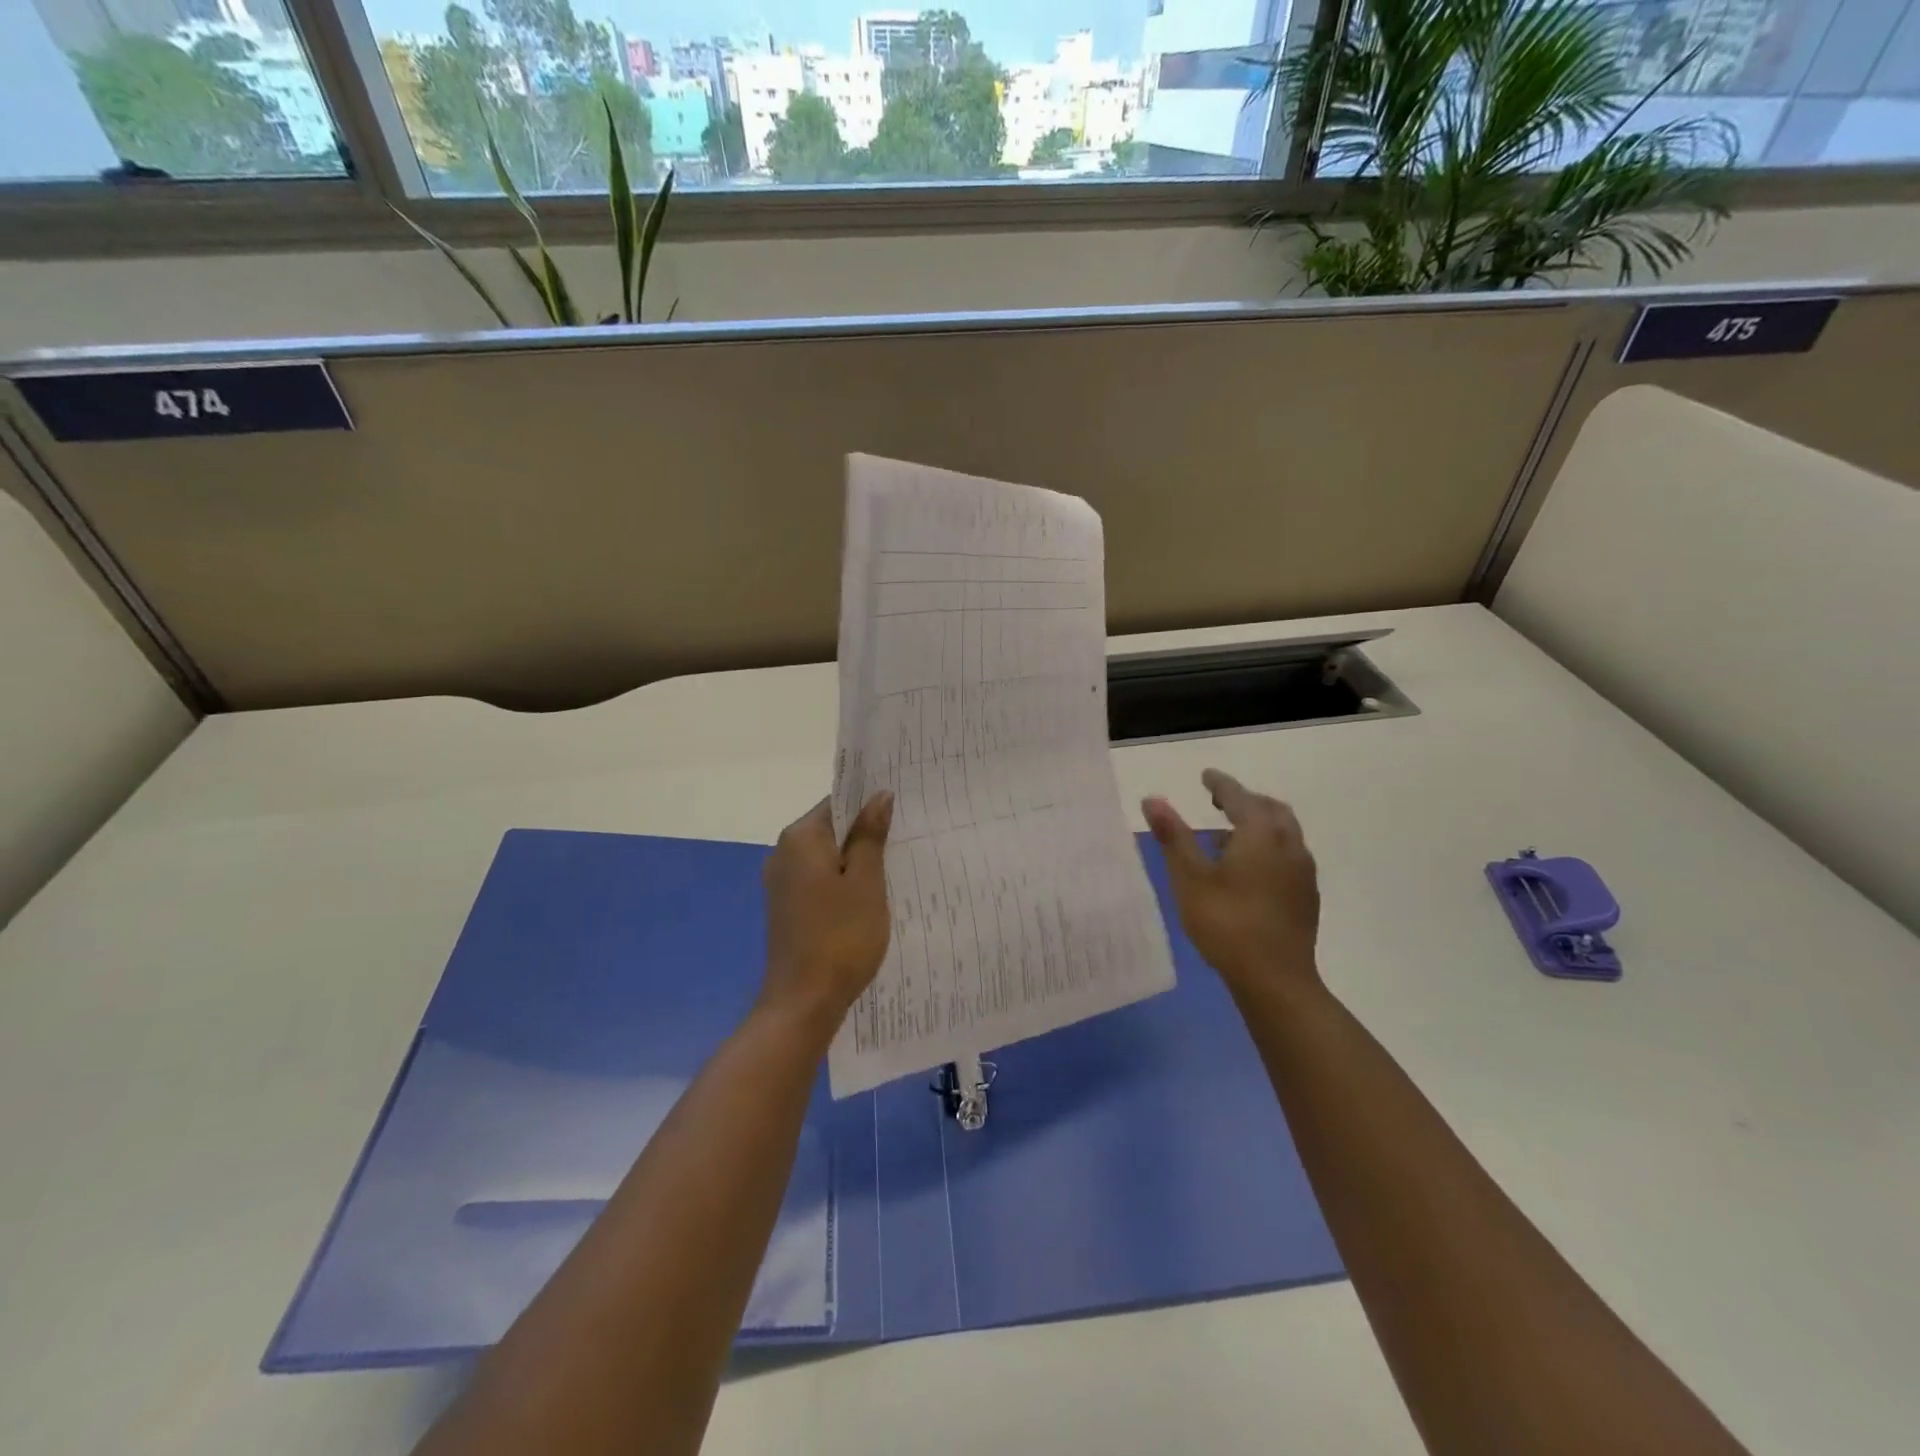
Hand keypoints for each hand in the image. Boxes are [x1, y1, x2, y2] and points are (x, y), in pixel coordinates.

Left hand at [759, 793, 893, 1038]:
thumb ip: (870, 835)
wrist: (803, 1001)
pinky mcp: (786, 908)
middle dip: (865, 834)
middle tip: (906, 838)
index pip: (837, 802)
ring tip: (895, 867)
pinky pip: (819, 881)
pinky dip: (842, 883)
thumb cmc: (841, 935)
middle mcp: (783, 853)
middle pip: (830, 829)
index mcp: (800, 838)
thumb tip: (878, 795)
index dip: (869, 804)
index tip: (902, 810)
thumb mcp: (866, 881)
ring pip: (826, 857)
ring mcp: (781, 883)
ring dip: (856, 861)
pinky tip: (868, 897)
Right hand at [1142, 769, 1320, 999]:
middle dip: (1246, 801)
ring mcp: (1303, 872)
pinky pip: (1288, 856)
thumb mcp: (1190, 878)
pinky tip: (1250, 871)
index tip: (1206, 776)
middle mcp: (1288, 845)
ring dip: (1259, 825)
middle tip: (1220, 802)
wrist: (1276, 979)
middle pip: (1270, 810)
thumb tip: (1153, 799)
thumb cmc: (1226, 923)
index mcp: (1260, 834)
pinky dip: (1269, 848)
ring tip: (1229, 838)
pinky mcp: (1306, 897)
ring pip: (1284, 833)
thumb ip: (1173, 836)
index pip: (1239, 797)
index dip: (1221, 785)